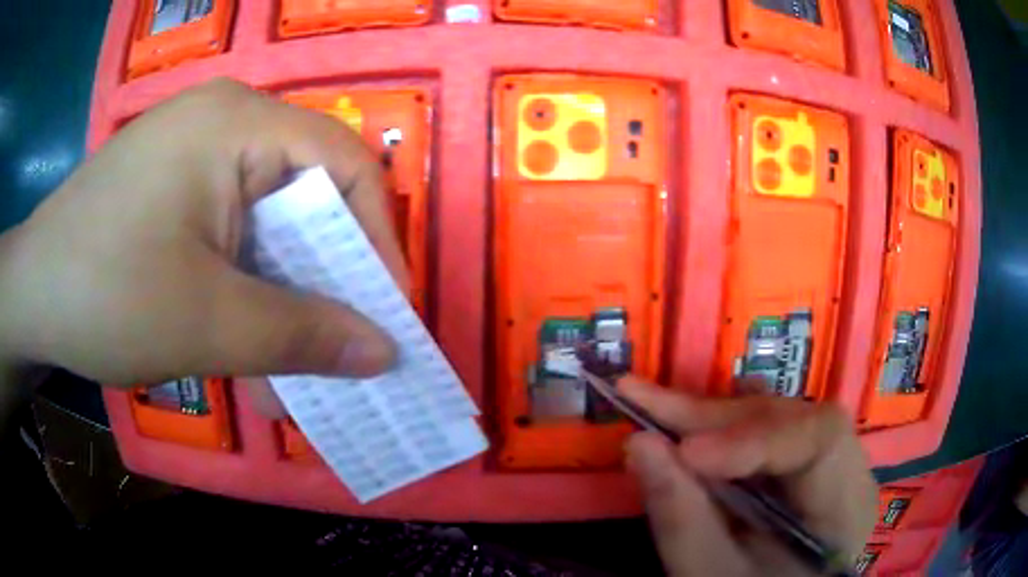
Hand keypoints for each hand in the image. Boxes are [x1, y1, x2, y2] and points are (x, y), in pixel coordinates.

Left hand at [0, 79, 406, 415]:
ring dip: (280, 300)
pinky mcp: (174, 189)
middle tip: (342, 345)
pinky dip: (243, 293)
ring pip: (265, 225)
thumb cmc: (105, 293)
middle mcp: (224, 124)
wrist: (29, 295)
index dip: (378, 237)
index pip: (345, 163)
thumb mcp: (208, 323)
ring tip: (288, 372)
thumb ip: (302, 337)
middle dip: (325, 278)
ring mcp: (195, 156)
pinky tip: (240, 349)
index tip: (388, 312)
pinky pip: (229, 235)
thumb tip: (384, 352)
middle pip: (305, 195)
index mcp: (238, 124)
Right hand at [621, 378, 876, 575]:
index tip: (684, 451)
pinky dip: (720, 428)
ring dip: (712, 417)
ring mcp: (825, 463)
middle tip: (645, 404)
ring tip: (653, 408)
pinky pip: (763, 431)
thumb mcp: (711, 575)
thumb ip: (681, 517)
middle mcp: (847, 471)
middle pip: (792, 419)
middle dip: (717, 417)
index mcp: (846, 507)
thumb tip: (638, 442)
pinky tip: (686, 420)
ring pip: (774, 417)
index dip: (754, 437)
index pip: (821, 440)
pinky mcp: (799, 465)